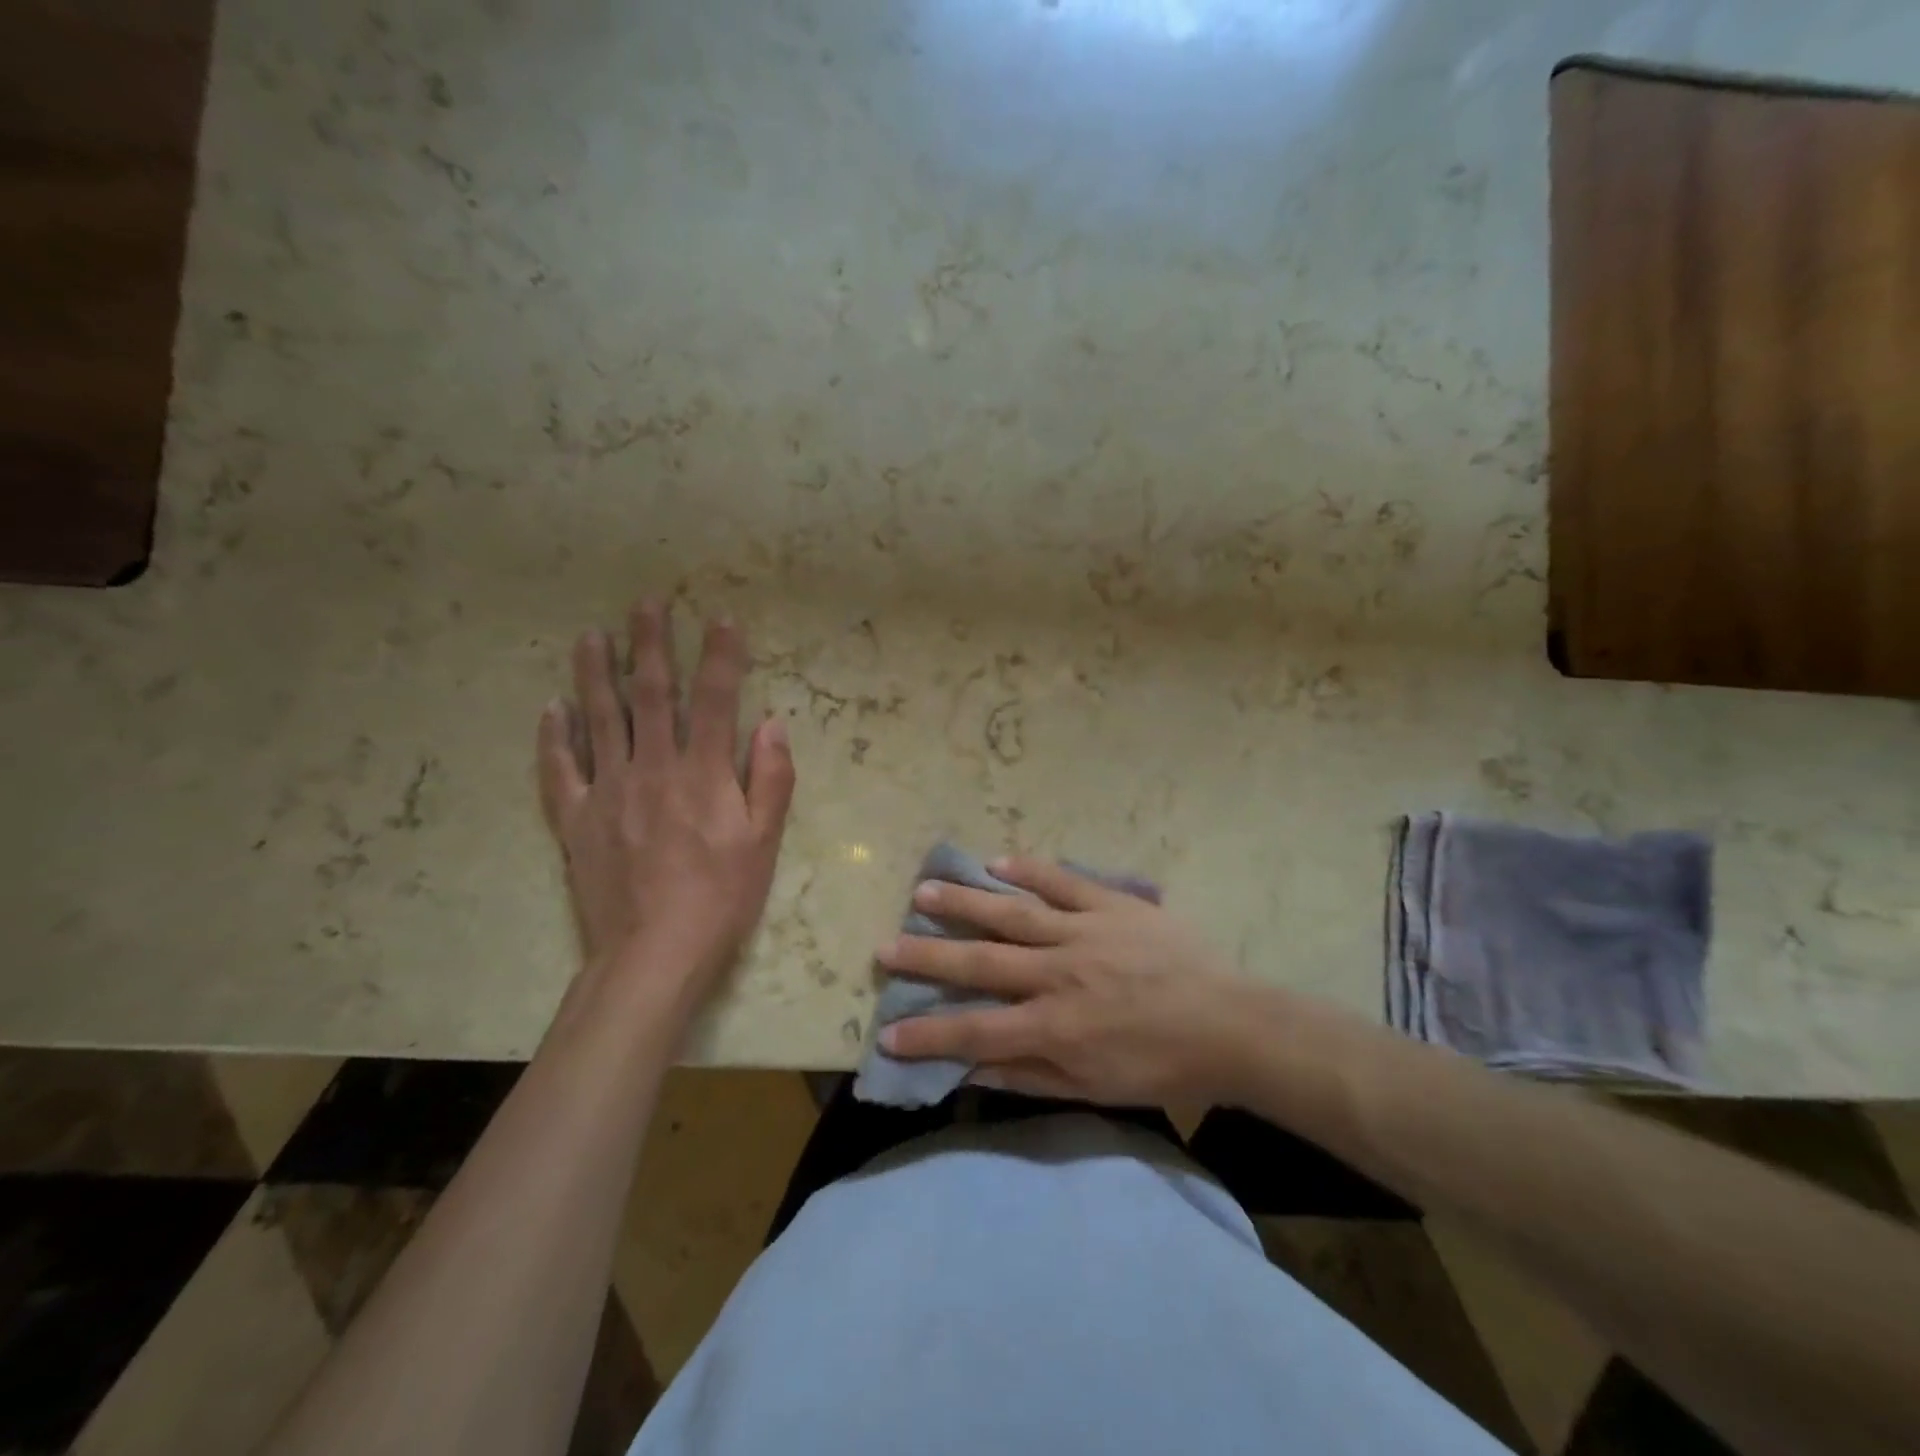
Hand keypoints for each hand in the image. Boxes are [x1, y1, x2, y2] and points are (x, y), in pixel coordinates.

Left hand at [538, 601, 795, 1004]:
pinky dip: (553, 737)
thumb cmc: (721, 899)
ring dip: (595, 673)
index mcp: (704, 774)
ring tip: (591, 635)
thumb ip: (771, 779)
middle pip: (650, 694)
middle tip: (646, 603)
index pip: (716, 699)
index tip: (721, 618)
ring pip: (599, 719)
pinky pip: (559, 770)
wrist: (653, 955)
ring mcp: (607, 792)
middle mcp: (653, 769)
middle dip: (650, 644)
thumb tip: (772, 723)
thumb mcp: (764, 843)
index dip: (721, 655)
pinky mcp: (576, 821)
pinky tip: (551, 708)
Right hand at [873, 859, 1249, 1105]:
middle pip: (981, 963)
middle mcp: (1058, 974)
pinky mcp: (1111, 905)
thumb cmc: (1159, 1066)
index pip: (976, 1031)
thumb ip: (1030, 1076)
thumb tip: (972, 1072)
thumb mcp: (1094, 1088)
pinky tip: (997, 861)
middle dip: (928, 956)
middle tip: (884, 945)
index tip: (886, 1033)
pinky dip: (1029, 870)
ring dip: (965, 903)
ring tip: (924, 890)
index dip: (927, 1035)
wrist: (1229, 1024)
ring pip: (1013, 913)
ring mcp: (1084, 932)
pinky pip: (1062, 882)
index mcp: (1055, 1026)